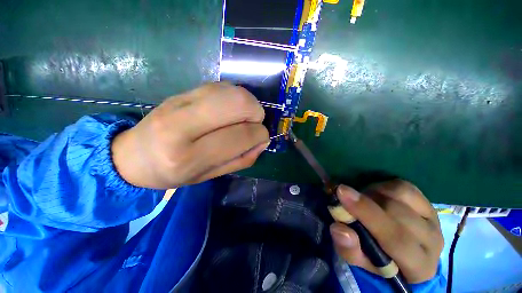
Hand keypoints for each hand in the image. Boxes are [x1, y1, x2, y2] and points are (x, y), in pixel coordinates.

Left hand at [111, 82, 269, 188]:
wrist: (133, 155)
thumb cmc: (173, 173)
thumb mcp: (210, 176)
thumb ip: (241, 160)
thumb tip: (262, 141)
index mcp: (189, 156)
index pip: (241, 135)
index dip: (260, 134)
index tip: (262, 137)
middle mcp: (182, 125)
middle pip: (237, 103)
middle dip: (256, 112)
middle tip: (255, 122)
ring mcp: (179, 101)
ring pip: (230, 90)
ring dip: (247, 102)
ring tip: (243, 116)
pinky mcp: (181, 91)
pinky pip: (220, 86)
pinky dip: (234, 96)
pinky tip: (229, 109)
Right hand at [329, 180, 442, 283]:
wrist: (402, 252)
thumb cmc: (378, 260)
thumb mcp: (359, 260)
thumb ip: (349, 249)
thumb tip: (339, 229)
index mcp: (418, 266)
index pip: (396, 238)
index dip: (366, 213)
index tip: (341, 192)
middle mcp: (432, 241)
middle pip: (397, 212)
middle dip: (365, 201)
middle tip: (345, 197)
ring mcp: (433, 218)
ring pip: (400, 195)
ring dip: (373, 193)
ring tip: (363, 200)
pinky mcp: (428, 202)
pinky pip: (404, 186)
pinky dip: (383, 187)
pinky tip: (376, 195)